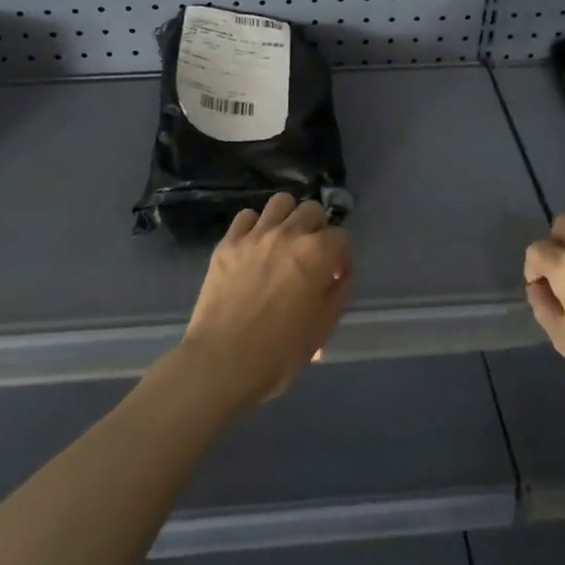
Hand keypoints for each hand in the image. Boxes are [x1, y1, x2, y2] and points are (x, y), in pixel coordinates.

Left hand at [179, 194, 352, 407]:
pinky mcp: (227, 243)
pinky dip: (254, 226)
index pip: (341, 237)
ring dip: (288, 218)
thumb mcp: (323, 328)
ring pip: (280, 203)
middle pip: (312, 210)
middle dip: (318, 230)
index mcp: (317, 253)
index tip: (334, 278)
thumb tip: (339, 276)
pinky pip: (245, 217)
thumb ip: (338, 294)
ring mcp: (254, 235)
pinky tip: (254, 247)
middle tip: (311, 256)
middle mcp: (288, 234)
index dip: (342, 257)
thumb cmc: (280, 352)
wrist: (222, 361)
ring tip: (284, 242)